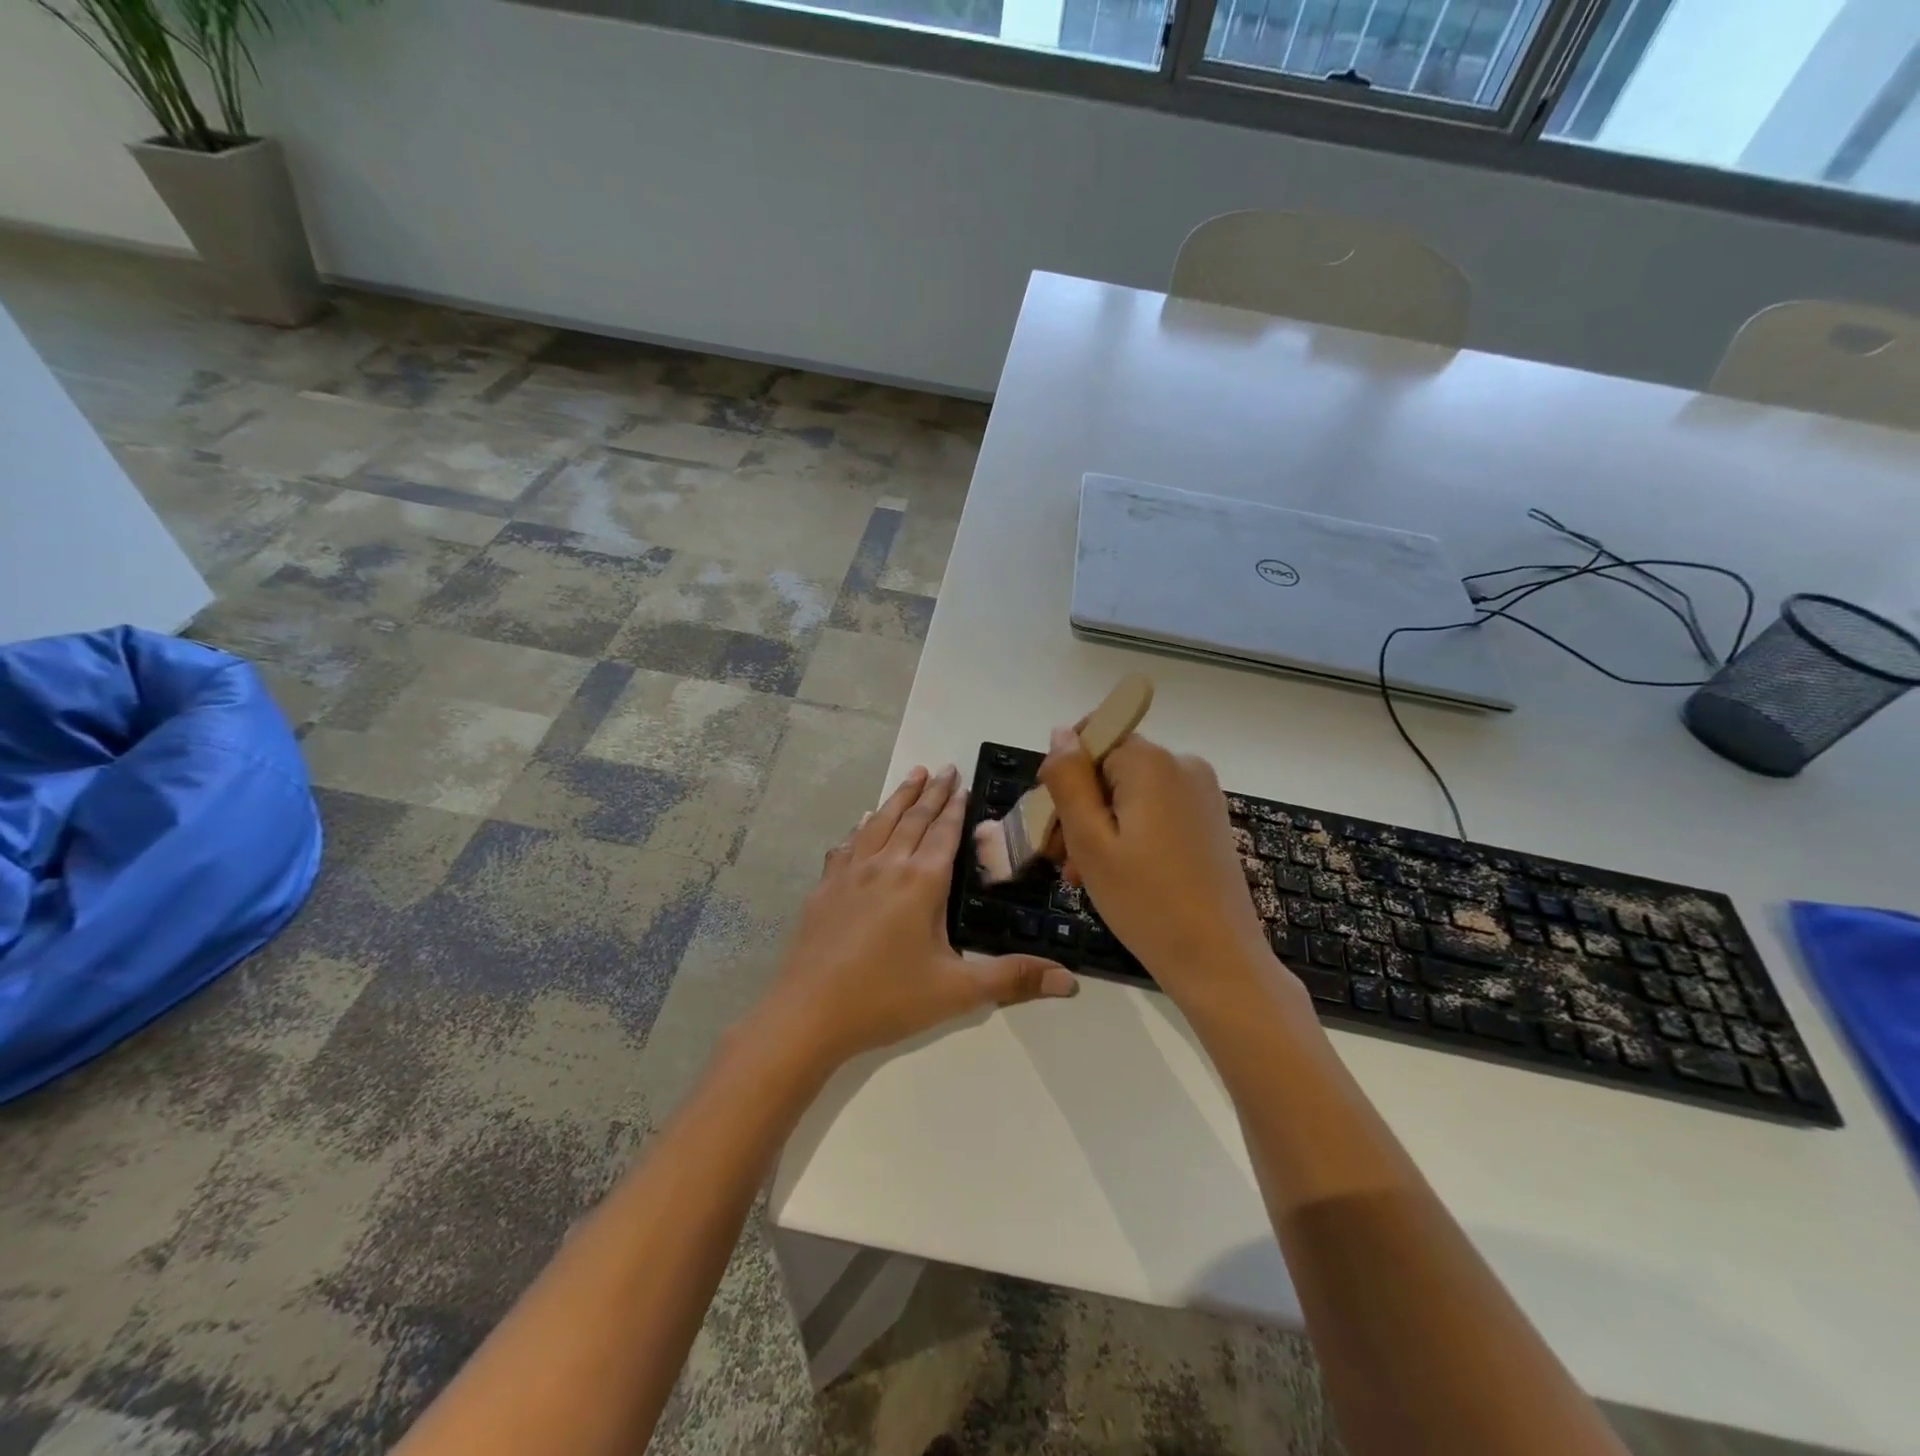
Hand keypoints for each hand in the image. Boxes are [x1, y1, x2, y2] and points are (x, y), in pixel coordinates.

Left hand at [756, 764, 1077, 1073]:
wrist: (808, 1013)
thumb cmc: (887, 998)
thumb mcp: (957, 991)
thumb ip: (1012, 979)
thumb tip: (1070, 981)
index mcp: (921, 882)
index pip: (944, 832)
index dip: (956, 806)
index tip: (963, 780)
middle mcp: (887, 865)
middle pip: (913, 818)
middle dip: (932, 792)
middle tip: (944, 767)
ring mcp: (851, 873)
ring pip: (879, 823)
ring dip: (898, 798)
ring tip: (912, 776)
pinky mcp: (825, 887)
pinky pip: (847, 845)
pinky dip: (861, 827)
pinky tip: (862, 824)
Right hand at [1039, 729, 1284, 1009]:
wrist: (1218, 961)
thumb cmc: (1146, 901)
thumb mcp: (1090, 840)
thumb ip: (1069, 780)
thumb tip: (1061, 732)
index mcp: (1152, 763)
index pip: (1092, 738)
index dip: (1065, 774)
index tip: (1052, 820)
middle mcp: (1182, 765)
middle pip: (1110, 767)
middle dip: (1079, 807)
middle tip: (1062, 860)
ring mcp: (1201, 793)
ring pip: (1129, 793)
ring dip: (1100, 825)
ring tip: (1083, 875)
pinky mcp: (1208, 820)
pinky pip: (1155, 810)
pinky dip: (1128, 833)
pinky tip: (1116, 873)